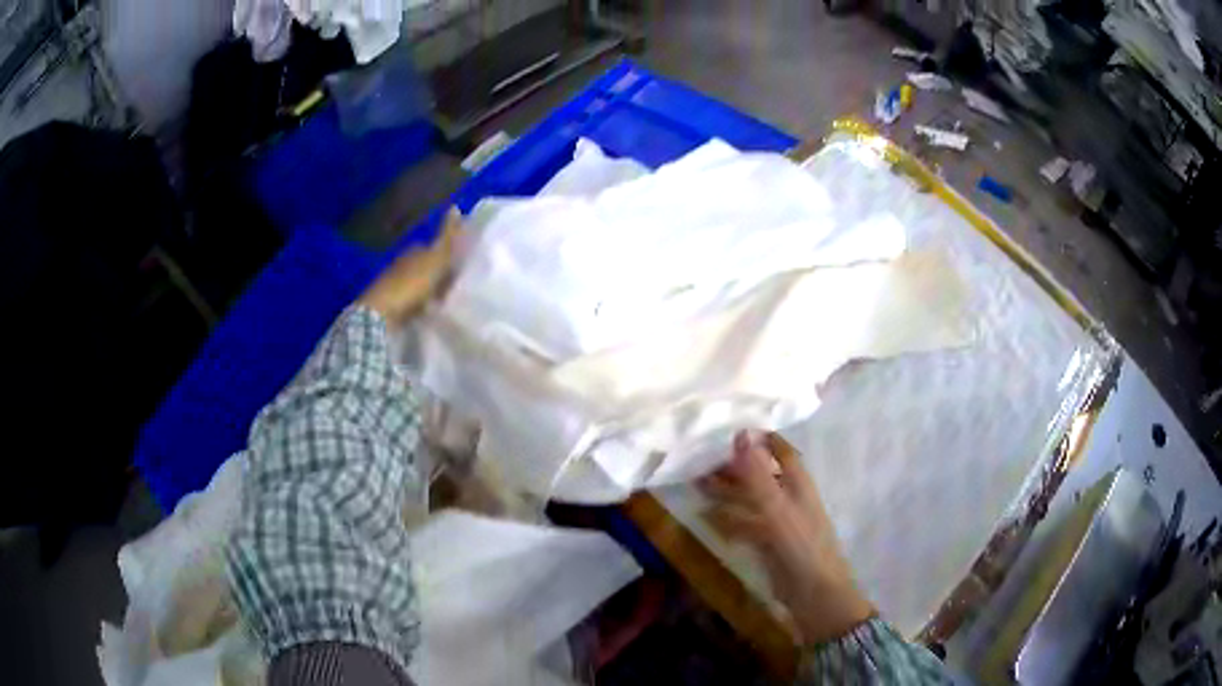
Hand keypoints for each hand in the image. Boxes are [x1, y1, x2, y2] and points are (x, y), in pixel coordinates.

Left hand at [358, 208, 460, 325]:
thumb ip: (447, 237)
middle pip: (425, 267)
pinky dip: (420, 306)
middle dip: (437, 274)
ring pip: (418, 285)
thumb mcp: (435, 259)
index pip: (433, 248)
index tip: (459, 267)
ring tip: (444, 302)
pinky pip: (411, 303)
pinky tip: (427, 313)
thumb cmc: (411, 284)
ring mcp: (394, 285)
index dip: (446, 256)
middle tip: (455, 286)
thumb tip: (455, 207)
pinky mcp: (390, 306)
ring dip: (429, 291)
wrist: (381, 313)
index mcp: (414, 250)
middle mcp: (402, 264)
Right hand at [699, 430, 874, 643]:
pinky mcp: (769, 545)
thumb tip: (739, 433)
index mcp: (798, 484)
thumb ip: (757, 474)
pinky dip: (727, 519)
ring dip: (726, 492)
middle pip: (761, 475)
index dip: (762, 439)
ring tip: (696, 484)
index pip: (782, 451)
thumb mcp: (777, 508)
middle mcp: (789, 498)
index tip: (732, 427)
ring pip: (750, 500)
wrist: (815, 595)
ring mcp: (779, 523)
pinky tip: (706, 518)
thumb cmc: (800, 546)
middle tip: (702, 458)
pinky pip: (745, 525)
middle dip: (734, 467)